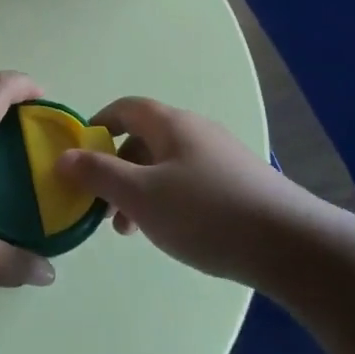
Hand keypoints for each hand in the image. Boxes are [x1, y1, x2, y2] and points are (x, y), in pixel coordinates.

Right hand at [55, 96, 324, 280]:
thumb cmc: (205, 213)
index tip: (79, 157)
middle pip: (143, 139)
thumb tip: (62, 157)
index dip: (97, 126)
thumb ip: (97, 174)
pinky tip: (172, 232)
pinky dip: (168, 200)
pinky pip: (190, 182)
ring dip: (140, 190)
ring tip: (132, 230)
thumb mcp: (140, 196)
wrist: (292, 245)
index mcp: (171, 124)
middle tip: (103, 206)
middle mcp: (197, 132)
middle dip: (116, 169)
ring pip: (166, 165)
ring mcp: (222, 157)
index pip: (124, 108)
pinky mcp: (241, 184)